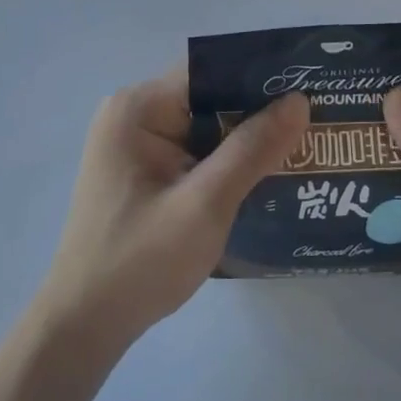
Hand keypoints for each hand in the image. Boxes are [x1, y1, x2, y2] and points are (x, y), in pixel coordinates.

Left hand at [36, 71, 308, 355]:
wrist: (83, 329)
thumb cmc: (140, 262)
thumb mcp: (205, 205)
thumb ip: (252, 150)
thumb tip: (298, 100)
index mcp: (139, 107)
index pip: (210, 71)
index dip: (259, 76)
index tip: (308, 87)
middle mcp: (134, 114)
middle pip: (210, 96)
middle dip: (259, 111)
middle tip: (317, 120)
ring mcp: (136, 144)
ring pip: (206, 126)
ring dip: (246, 139)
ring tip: (303, 144)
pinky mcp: (143, 171)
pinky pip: (195, 150)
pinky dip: (227, 161)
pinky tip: (265, 175)